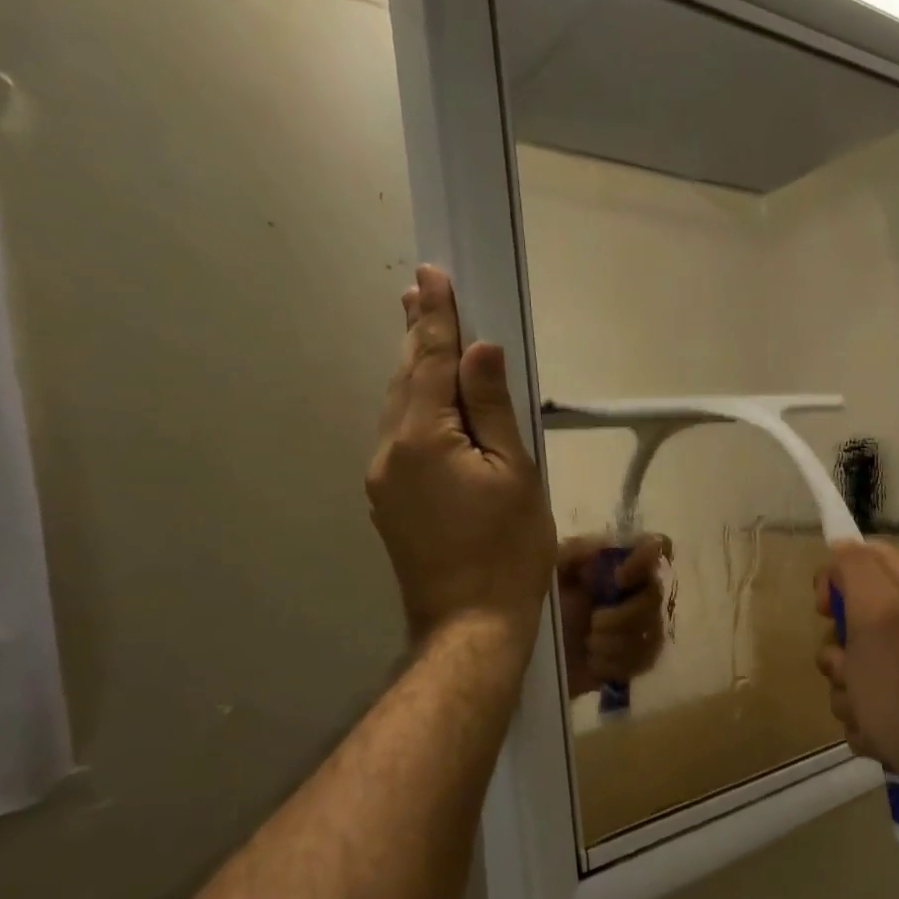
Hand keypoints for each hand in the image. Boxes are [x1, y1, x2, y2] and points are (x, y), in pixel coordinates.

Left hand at [367, 266, 554, 643]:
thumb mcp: (516, 474)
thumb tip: (481, 350)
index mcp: (424, 437)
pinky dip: (415, 409)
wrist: (470, 623)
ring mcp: (383, 479)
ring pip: (399, 409)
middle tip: (420, 290)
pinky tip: (429, 404)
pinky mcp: (388, 502)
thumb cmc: (508, 549)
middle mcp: (390, 450)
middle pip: (406, 379)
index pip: (431, 360)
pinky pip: (400, 438)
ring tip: (424, 334)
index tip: (433, 274)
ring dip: (415, 370)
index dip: (436, 317)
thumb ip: (494, 409)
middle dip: (418, 334)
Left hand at [557, 534, 672, 698]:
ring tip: (589, 645)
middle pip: (654, 598)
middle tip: (594, 624)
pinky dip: (616, 664)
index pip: (653, 550)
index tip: (619, 577)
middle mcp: (635, 593)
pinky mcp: (635, 661)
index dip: (644, 561)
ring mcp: (639, 628)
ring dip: (616, 643)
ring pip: (650, 633)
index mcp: (617, 567)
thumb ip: (574, 553)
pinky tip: (594, 663)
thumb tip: (603, 543)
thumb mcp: (550, 574)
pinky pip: (644, 660)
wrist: (529, 656)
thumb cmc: (543, 608)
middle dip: (623, 616)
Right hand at [815, 542, 898, 784]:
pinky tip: (876, 728)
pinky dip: (862, 714)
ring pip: (850, 661)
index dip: (834, 581)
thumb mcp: (876, 612)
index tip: (825, 611)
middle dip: (838, 650)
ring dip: (846, 688)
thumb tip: (842, 548)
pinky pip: (863, 695)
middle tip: (852, 669)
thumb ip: (856, 568)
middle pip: (849, 616)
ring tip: (866, 708)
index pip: (860, 556)